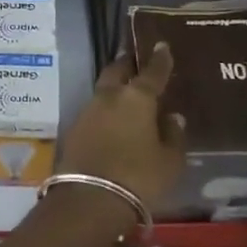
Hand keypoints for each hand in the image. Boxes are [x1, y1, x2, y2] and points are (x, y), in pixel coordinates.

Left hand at [55, 46, 186, 214]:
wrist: (88, 200)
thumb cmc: (139, 177)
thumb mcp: (169, 161)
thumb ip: (173, 135)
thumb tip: (172, 117)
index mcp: (137, 98)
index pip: (152, 71)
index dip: (159, 58)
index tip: (161, 45)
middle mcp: (109, 97)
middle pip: (117, 71)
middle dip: (127, 64)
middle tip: (136, 62)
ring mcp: (87, 112)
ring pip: (102, 91)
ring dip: (114, 89)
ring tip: (126, 94)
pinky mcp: (72, 130)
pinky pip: (93, 112)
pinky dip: (104, 111)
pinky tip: (112, 120)